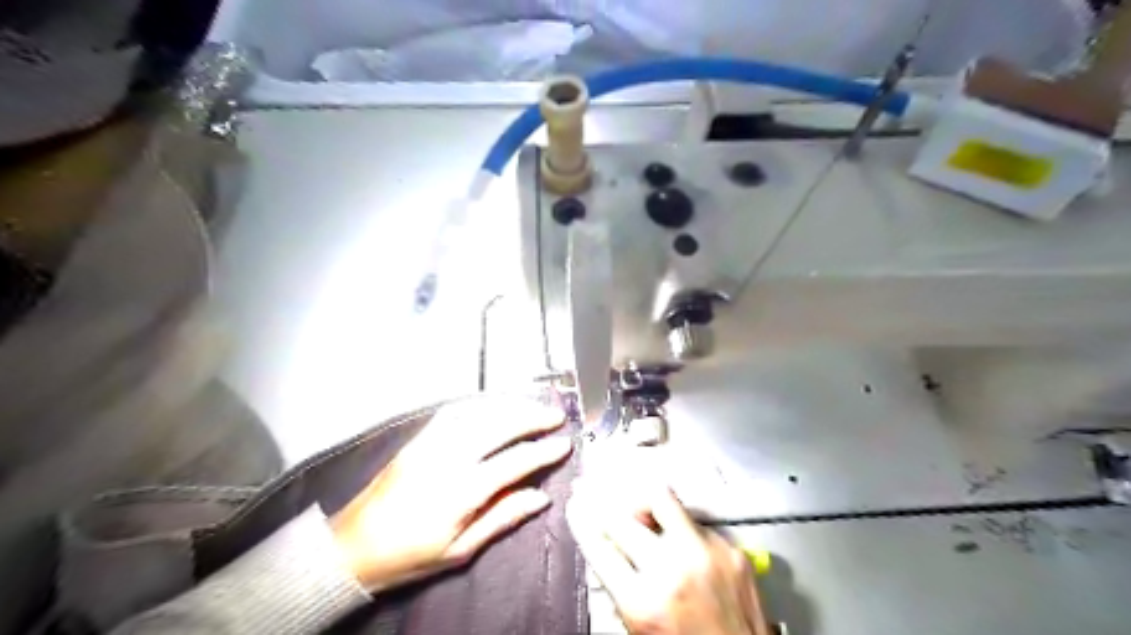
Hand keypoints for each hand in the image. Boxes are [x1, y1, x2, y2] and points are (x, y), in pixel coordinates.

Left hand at [333, 394, 570, 592]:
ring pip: (478, 412)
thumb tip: (540, 497)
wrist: (352, 547)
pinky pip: (454, 411)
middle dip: (532, 416)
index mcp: (461, 491)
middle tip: (556, 415)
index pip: (514, 462)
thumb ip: (502, 517)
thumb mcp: (460, 550)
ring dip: (509, 405)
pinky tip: (495, 404)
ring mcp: (430, 442)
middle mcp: (447, 457)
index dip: (543, 452)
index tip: (565, 444)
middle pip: (499, 425)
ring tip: (533, 405)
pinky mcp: (418, 438)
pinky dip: (480, 403)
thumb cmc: (410, 556)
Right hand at [566, 482, 768, 634]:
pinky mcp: (731, 549)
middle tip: (596, 494)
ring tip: (639, 507)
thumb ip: (619, 584)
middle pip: (623, 517)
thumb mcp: (638, 625)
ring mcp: (706, 554)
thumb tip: (602, 542)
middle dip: (604, 504)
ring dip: (644, 502)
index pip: (599, 546)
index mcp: (643, 601)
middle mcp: (673, 570)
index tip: (575, 505)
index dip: (582, 521)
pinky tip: (680, 539)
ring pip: (662, 499)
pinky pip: (694, 521)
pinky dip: (680, 526)